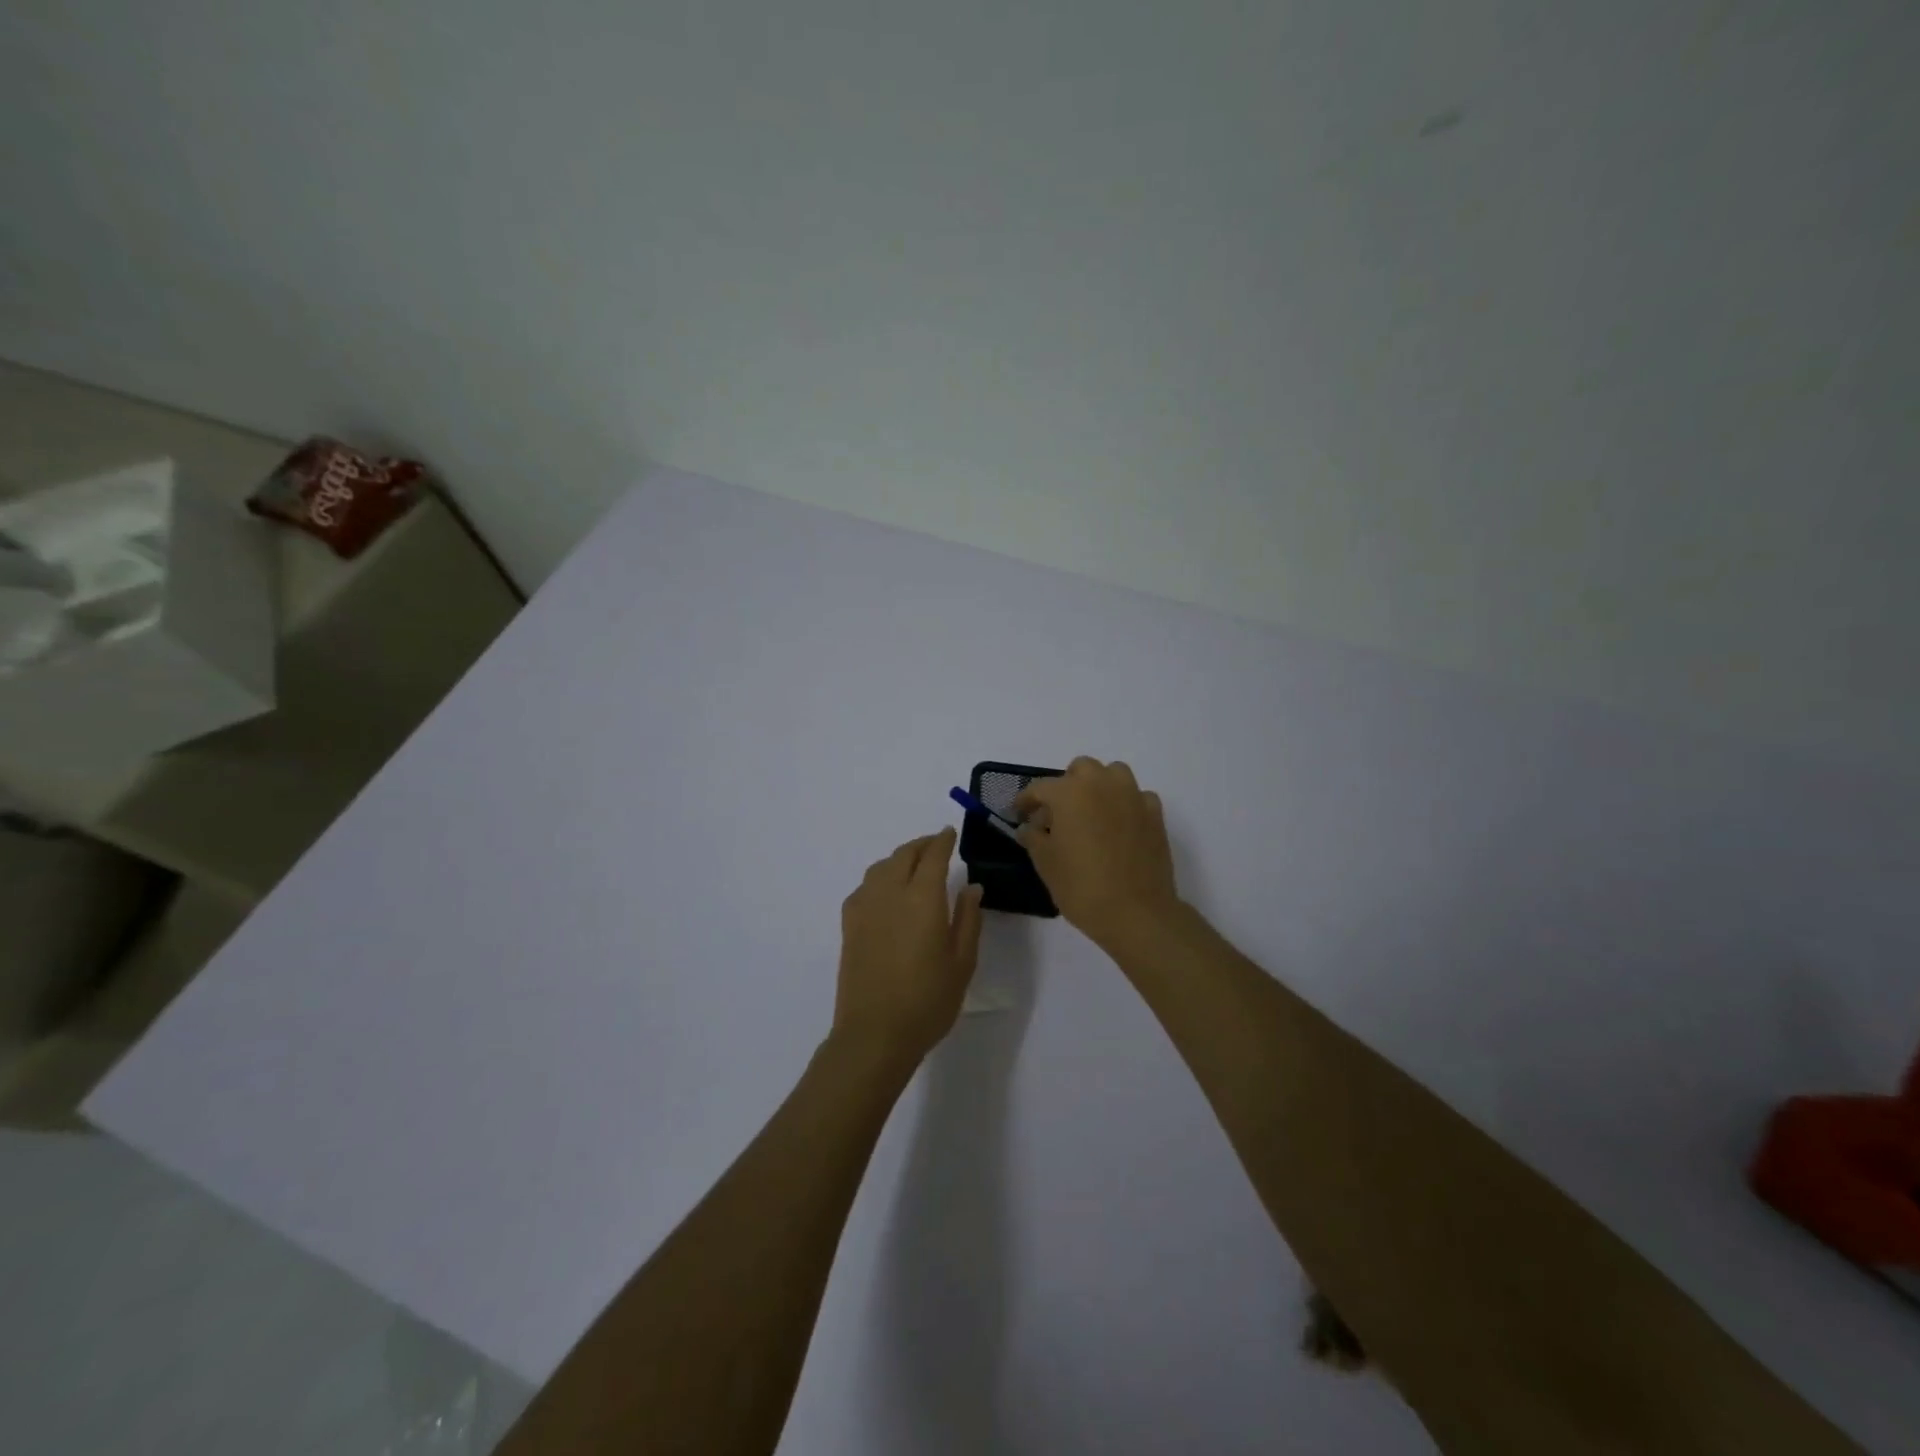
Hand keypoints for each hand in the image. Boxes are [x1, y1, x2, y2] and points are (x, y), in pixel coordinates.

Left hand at [833, 828, 983, 1067]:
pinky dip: (880, 877)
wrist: (874, 1033)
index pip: (933, 856)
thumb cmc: (928, 1001)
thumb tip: (971, 887)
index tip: (950, 832)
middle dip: (921, 845)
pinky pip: (865, 886)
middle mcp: (890, 893)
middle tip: (935, 845)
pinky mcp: (849, 924)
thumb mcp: (962, 962)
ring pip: (881, 867)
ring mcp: (865, 907)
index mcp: (922, 898)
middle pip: (904, 854)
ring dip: (899, 858)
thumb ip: (967, 919)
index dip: (942, 840)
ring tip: (913, 865)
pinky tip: (887, 892)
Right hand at [1015, 757, 1181, 952]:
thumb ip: (1034, 838)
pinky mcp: (1155, 814)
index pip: (1040, 788)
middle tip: (1058, 814)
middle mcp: (1102, 784)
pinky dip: (1126, 804)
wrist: (1136, 912)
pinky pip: (1137, 796)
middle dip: (1066, 786)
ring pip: (1113, 774)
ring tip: (1091, 814)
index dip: (1025, 801)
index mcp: (1070, 792)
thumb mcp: (1046, 863)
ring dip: (1099, 786)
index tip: (1019, 814)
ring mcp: (1133, 796)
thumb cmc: (1081, 886)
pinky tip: (1119, 826)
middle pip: (1080, 769)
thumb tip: (1029, 827)